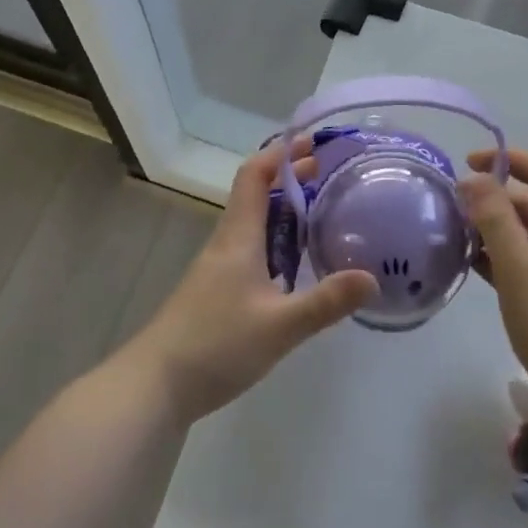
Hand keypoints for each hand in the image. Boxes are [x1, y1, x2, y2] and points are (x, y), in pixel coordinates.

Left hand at [129, 143, 377, 423]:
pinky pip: (250, 249)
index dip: (280, 154)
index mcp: (238, 236)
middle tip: (326, 173)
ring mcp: (218, 268)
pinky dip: (275, 240)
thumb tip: (372, 278)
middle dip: (288, 178)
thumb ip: (326, 302)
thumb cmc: (216, 344)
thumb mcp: (279, 326)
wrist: (155, 385)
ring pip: (253, 223)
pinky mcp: (216, 291)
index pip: (254, 176)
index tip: (311, 143)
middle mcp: (227, 243)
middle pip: (255, 195)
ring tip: (318, 212)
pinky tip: (294, 265)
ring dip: (282, 209)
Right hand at [459, 149, 527, 423]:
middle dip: (495, 197)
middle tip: (452, 207)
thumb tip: (475, 178)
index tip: (466, 163)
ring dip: (497, 229)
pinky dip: (505, 258)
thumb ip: (496, 222)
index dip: (507, 158)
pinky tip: (476, 269)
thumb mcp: (521, 274)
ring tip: (455, 236)